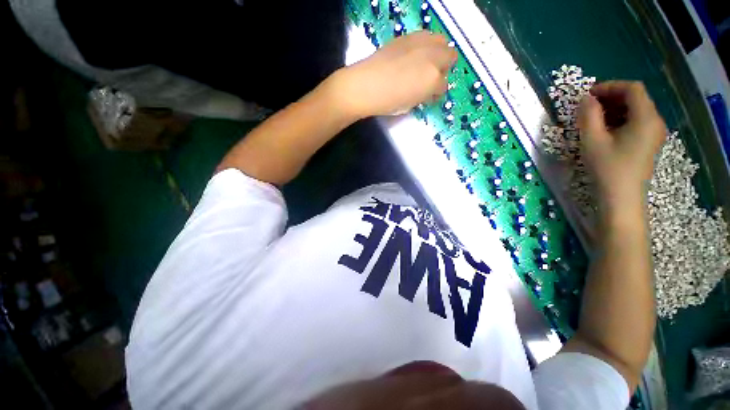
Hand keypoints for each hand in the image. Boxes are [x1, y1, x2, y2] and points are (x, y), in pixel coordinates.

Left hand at [334, 31, 457, 118]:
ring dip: (437, 53)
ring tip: (424, 63)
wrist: (365, 85)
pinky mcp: (408, 36)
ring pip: (442, 42)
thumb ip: (424, 96)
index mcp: (433, 80)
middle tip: (430, 77)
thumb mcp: (410, 105)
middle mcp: (433, 58)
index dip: (436, 92)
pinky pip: (426, 36)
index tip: (429, 95)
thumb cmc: (387, 103)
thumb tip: (427, 92)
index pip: (444, 85)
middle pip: (450, 57)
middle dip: (443, 68)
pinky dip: (425, 45)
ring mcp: (421, 44)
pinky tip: (413, 55)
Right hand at [577, 81, 666, 203]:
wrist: (621, 197)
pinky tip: (605, 129)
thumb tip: (586, 99)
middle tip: (588, 106)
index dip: (610, 86)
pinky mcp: (649, 142)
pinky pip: (636, 121)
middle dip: (611, 97)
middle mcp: (655, 121)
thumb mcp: (592, 140)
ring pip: (636, 109)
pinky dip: (620, 119)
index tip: (588, 94)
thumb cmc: (607, 168)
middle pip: (636, 98)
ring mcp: (654, 133)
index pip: (632, 88)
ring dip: (614, 108)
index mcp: (646, 118)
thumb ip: (588, 116)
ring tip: (593, 118)